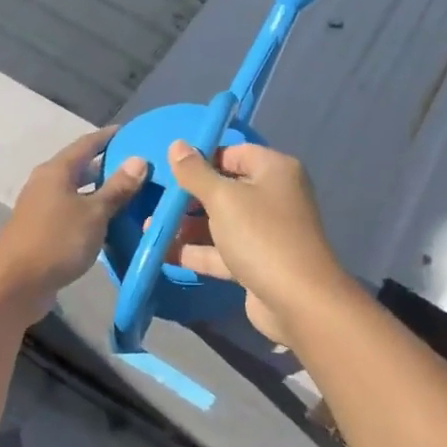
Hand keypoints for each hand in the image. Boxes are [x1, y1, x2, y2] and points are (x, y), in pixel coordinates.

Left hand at [0, 127, 147, 324]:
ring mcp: (42, 207)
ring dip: (101, 192)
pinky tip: (111, 223)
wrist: (14, 285)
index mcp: (56, 170)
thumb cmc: (57, 240)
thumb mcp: (94, 213)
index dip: (109, 137)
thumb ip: (117, 187)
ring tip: (132, 194)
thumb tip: (139, 160)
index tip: (132, 132)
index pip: (87, 143)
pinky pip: (73, 212)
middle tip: (139, 167)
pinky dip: (92, 212)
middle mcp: (46, 183)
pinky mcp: (43, 230)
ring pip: (77, 192)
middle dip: (108, 165)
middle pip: (81, 167)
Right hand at [162, 140, 352, 346]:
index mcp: (274, 170)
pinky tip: (162, 251)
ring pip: (221, 221)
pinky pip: (223, 250)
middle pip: (225, 188)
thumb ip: (195, 172)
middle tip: (155, 199)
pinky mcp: (257, 262)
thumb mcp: (223, 198)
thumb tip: (177, 145)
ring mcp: (266, 232)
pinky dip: (197, 251)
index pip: (234, 152)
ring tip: (148, 225)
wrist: (298, 301)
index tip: (169, 168)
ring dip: (188, 224)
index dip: (202, 158)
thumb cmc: (261, 236)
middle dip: (190, 195)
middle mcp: (273, 196)